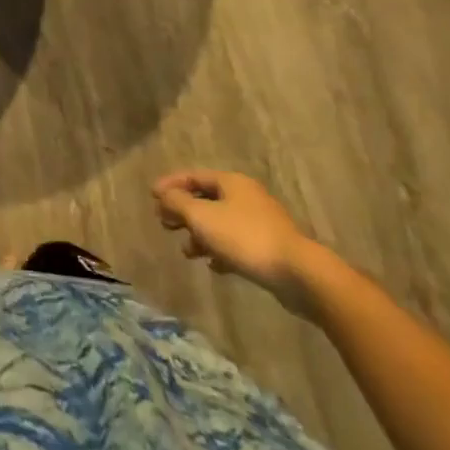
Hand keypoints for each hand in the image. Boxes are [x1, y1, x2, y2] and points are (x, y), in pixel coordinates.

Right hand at [151, 170, 321, 316]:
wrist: (298, 273)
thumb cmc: (244, 238)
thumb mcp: (202, 217)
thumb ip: (177, 203)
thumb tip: (163, 195)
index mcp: (231, 182)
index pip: (194, 176)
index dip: (171, 184)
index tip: (151, 196)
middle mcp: (246, 197)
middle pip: (206, 199)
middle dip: (183, 211)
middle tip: (164, 224)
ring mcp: (260, 222)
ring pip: (220, 223)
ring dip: (200, 234)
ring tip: (186, 251)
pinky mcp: (269, 247)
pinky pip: (236, 243)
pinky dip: (220, 250)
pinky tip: (213, 265)